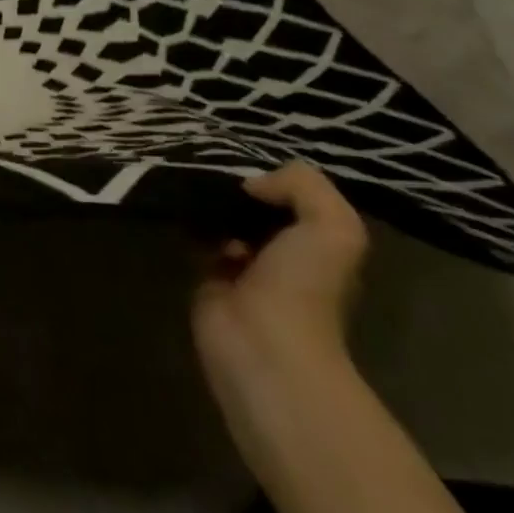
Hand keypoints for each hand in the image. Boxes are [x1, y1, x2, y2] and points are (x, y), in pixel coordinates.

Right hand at [192, 161, 368, 411]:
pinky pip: (197, 240)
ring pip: (225, 222)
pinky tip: (181, 210)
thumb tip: (253, 183)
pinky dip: (188, 224)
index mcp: (319, 246)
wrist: (262, 344)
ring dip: (211, 206)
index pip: (296, 199)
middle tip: (212, 173)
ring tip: (192, 186)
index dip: (276, 180)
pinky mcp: (206, 279)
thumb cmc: (303, 286)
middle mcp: (284, 255)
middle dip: (239, 192)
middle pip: (258, 210)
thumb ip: (303, 186)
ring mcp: (243, 269)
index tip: (248, 168)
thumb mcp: (332, 226)